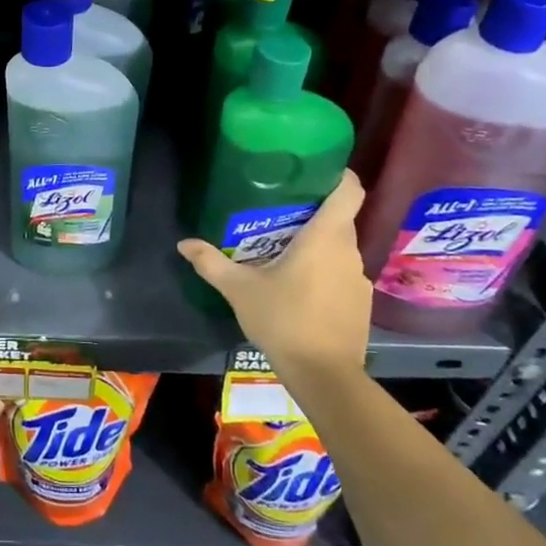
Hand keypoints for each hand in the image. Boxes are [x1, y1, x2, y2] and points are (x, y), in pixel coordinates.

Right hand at [177, 172, 373, 377]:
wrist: (324, 376)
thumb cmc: (283, 319)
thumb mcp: (239, 289)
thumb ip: (211, 262)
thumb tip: (184, 243)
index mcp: (326, 237)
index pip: (349, 190)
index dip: (339, 174)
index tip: (316, 170)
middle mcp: (349, 251)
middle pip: (339, 218)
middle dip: (313, 212)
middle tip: (280, 213)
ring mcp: (359, 278)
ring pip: (340, 248)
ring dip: (318, 245)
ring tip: (285, 251)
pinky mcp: (361, 303)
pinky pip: (343, 273)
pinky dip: (325, 272)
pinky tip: (300, 288)